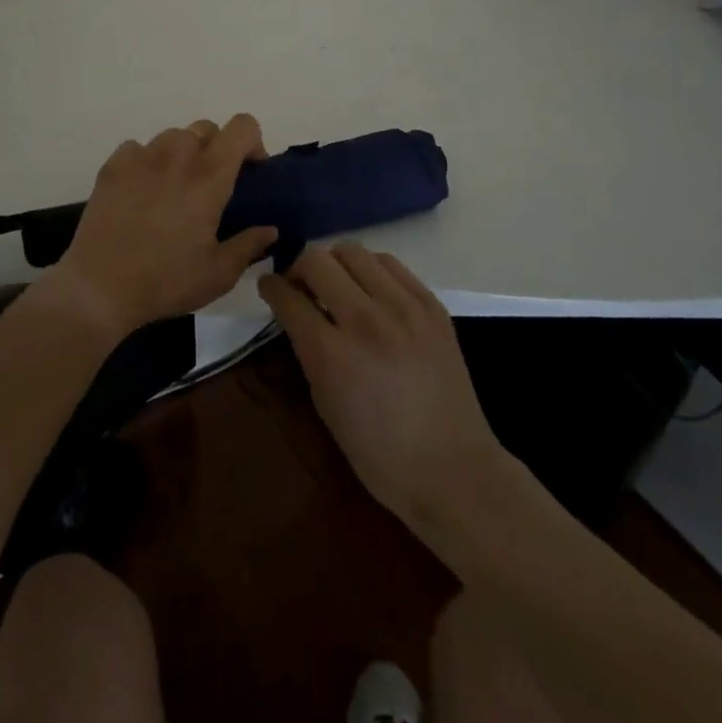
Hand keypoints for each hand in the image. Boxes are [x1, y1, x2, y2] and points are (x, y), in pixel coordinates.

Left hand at [51, 115, 277, 338]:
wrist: (99, 287)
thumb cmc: (166, 281)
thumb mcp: (218, 273)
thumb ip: (249, 245)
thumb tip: (270, 229)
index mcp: (209, 175)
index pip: (242, 127)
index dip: (252, 142)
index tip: (250, 172)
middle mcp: (177, 154)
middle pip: (207, 129)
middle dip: (216, 151)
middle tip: (210, 187)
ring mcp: (141, 156)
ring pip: (172, 137)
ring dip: (182, 155)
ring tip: (174, 190)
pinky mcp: (112, 165)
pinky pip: (138, 149)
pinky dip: (147, 162)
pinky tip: (142, 192)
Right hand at [259, 243, 504, 533]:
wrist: (452, 470)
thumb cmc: (378, 453)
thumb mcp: (325, 403)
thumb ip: (308, 350)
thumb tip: (298, 312)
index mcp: (331, 354)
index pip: (288, 296)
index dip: (271, 286)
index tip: (269, 286)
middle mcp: (365, 320)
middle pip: (317, 260)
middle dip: (299, 268)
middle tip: (301, 286)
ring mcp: (404, 308)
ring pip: (354, 252)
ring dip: (336, 264)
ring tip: (339, 285)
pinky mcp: (432, 306)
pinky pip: (392, 265)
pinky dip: (372, 270)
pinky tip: (372, 290)